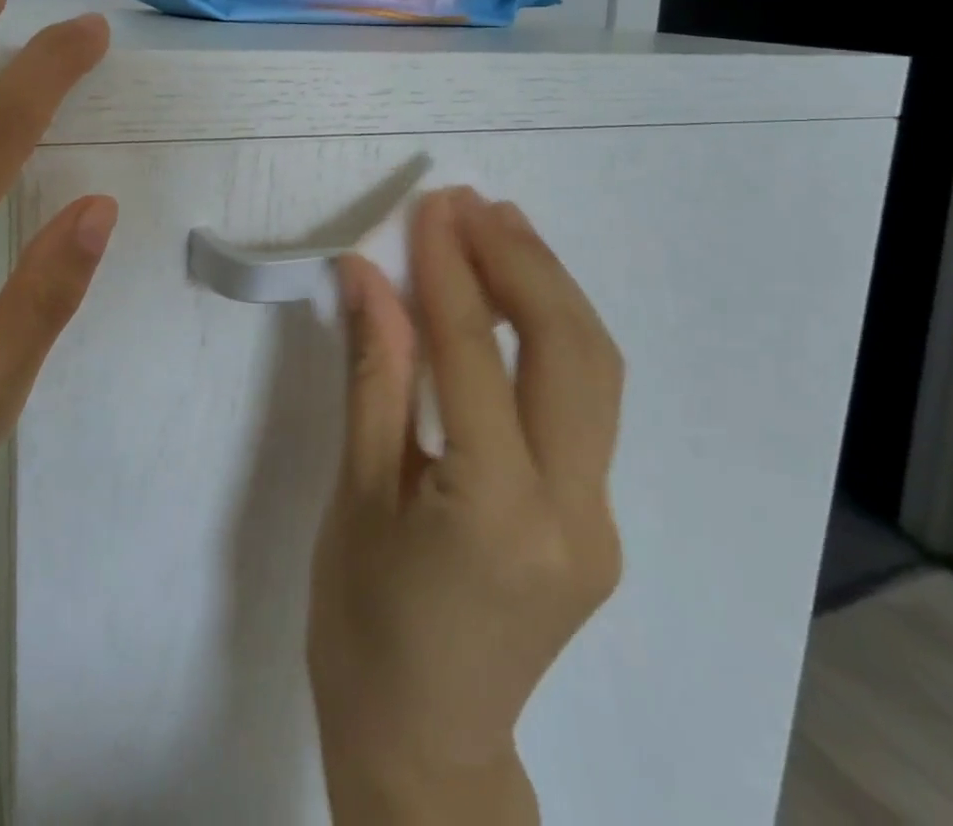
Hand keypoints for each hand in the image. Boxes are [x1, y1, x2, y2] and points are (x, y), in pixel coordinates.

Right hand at [308, 188, 624, 824]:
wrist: (425, 749)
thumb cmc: (362, 625)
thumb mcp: (353, 495)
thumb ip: (372, 375)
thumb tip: (368, 277)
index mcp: (494, 515)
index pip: (473, 356)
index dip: (449, 270)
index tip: (431, 208)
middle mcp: (572, 513)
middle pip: (569, 352)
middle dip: (523, 262)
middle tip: (473, 204)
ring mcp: (599, 520)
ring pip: (595, 372)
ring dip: (549, 288)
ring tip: (502, 227)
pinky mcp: (597, 520)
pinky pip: (583, 403)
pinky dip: (552, 335)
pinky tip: (515, 300)